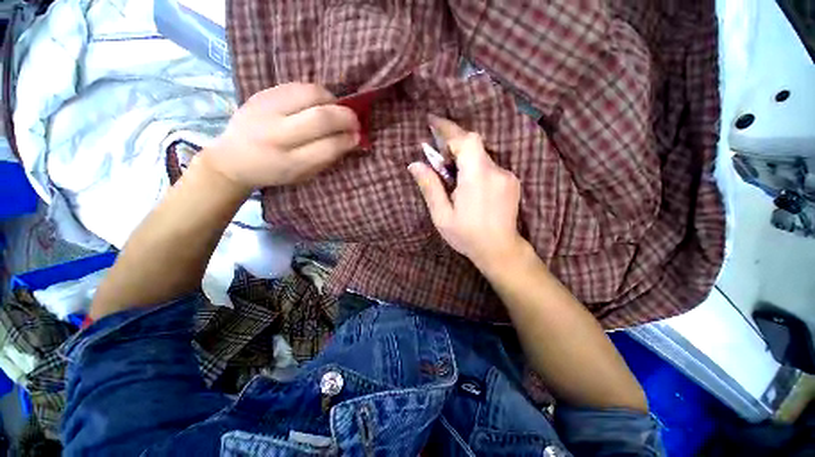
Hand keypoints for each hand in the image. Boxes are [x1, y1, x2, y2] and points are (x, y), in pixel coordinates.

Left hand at [201, 83, 360, 194]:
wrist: (233, 158)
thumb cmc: (274, 172)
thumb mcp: (303, 175)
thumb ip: (327, 158)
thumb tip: (352, 139)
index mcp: (289, 162)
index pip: (328, 147)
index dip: (348, 140)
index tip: (358, 137)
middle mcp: (276, 135)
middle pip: (321, 118)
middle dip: (346, 117)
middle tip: (355, 121)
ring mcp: (266, 110)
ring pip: (311, 94)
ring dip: (332, 101)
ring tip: (337, 110)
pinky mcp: (262, 93)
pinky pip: (298, 86)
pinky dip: (317, 94)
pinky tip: (320, 103)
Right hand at [408, 115, 526, 270]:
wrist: (500, 250)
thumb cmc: (467, 236)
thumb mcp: (442, 215)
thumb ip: (430, 188)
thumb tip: (415, 165)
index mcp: (477, 177)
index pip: (466, 140)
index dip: (449, 128)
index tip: (432, 122)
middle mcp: (496, 171)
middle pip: (474, 145)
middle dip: (454, 146)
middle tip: (439, 159)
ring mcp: (507, 175)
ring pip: (481, 156)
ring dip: (465, 159)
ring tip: (453, 177)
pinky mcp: (512, 181)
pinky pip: (490, 165)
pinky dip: (476, 167)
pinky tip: (470, 186)